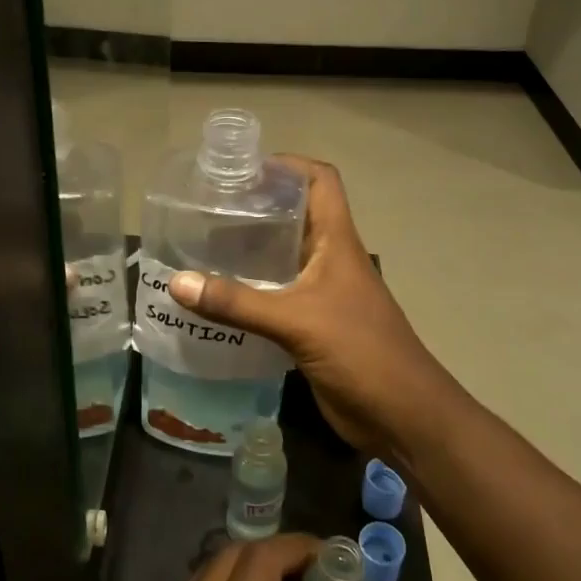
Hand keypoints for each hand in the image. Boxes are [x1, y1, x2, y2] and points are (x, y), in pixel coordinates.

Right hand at [166, 157, 468, 456]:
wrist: (404, 416)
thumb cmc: (361, 352)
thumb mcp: (296, 321)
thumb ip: (237, 302)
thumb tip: (177, 282)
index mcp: (337, 241)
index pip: (320, 181)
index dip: (287, 164)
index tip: (243, 168)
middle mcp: (330, 259)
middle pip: (295, 217)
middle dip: (256, 208)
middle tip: (206, 209)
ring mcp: (323, 294)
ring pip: (283, 259)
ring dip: (249, 252)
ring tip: (202, 248)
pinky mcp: (313, 327)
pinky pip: (276, 297)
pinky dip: (249, 293)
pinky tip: (217, 300)